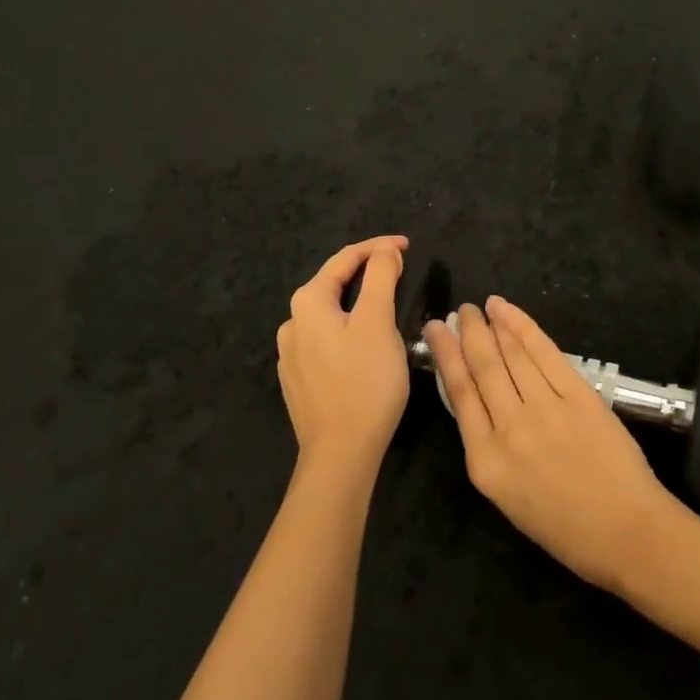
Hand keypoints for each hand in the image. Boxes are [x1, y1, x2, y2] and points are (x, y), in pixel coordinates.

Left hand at [275, 236, 410, 479]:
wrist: (340, 454)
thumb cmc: (364, 382)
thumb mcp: (378, 322)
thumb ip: (381, 278)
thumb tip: (384, 252)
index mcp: (308, 303)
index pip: (344, 259)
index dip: (377, 247)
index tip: (407, 246)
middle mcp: (291, 324)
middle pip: (333, 285)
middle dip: (366, 273)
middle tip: (399, 271)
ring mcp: (291, 355)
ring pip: (329, 315)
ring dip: (357, 303)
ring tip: (386, 305)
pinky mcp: (299, 381)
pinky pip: (326, 341)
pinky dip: (348, 330)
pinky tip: (365, 344)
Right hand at [425, 296, 685, 591]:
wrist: (628, 533)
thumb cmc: (566, 529)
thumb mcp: (508, 496)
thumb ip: (489, 447)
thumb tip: (479, 401)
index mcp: (486, 461)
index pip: (459, 394)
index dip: (446, 354)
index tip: (436, 330)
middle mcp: (509, 428)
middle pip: (483, 367)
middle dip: (469, 332)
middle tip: (461, 310)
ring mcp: (545, 408)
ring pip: (511, 356)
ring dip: (494, 326)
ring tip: (483, 307)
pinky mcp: (578, 395)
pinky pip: (545, 353)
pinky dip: (524, 328)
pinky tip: (510, 313)